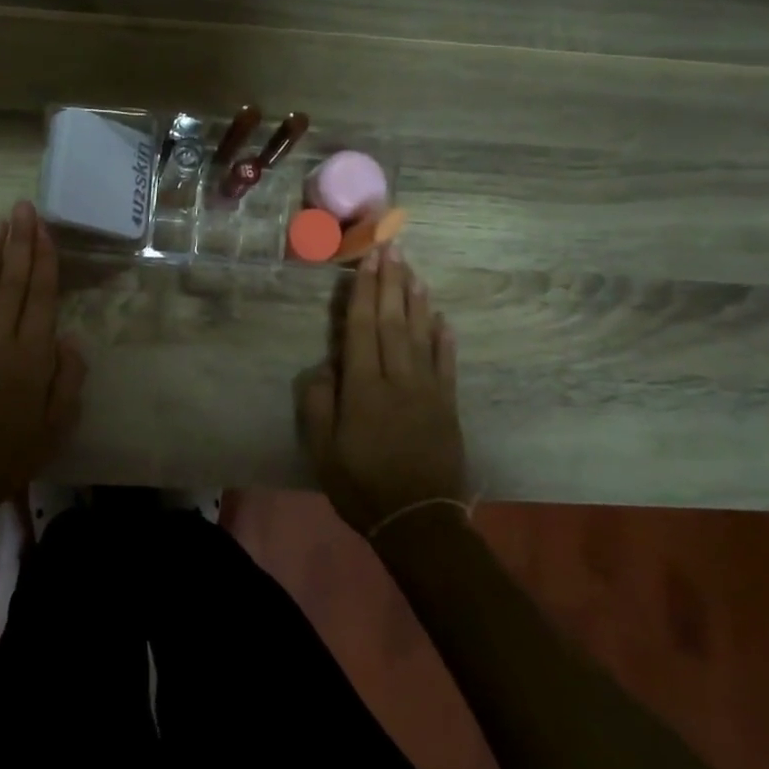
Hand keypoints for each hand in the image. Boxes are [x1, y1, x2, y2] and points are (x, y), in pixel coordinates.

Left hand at [0, 202, 87, 524]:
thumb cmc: (13, 454)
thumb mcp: (58, 424)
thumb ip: (68, 378)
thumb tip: (69, 338)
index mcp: (32, 355)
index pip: (41, 295)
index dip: (43, 258)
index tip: (43, 228)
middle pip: (12, 282)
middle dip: (18, 242)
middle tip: (20, 207)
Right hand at [296, 246, 469, 536]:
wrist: (419, 521)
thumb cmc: (362, 485)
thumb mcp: (324, 451)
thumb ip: (320, 404)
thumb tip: (327, 367)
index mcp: (364, 388)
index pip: (363, 328)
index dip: (365, 291)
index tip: (369, 259)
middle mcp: (398, 379)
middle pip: (394, 321)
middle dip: (391, 282)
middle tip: (392, 247)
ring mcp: (428, 391)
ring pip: (422, 335)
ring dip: (417, 300)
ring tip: (414, 270)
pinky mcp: (447, 406)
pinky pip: (446, 364)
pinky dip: (444, 339)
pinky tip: (442, 318)